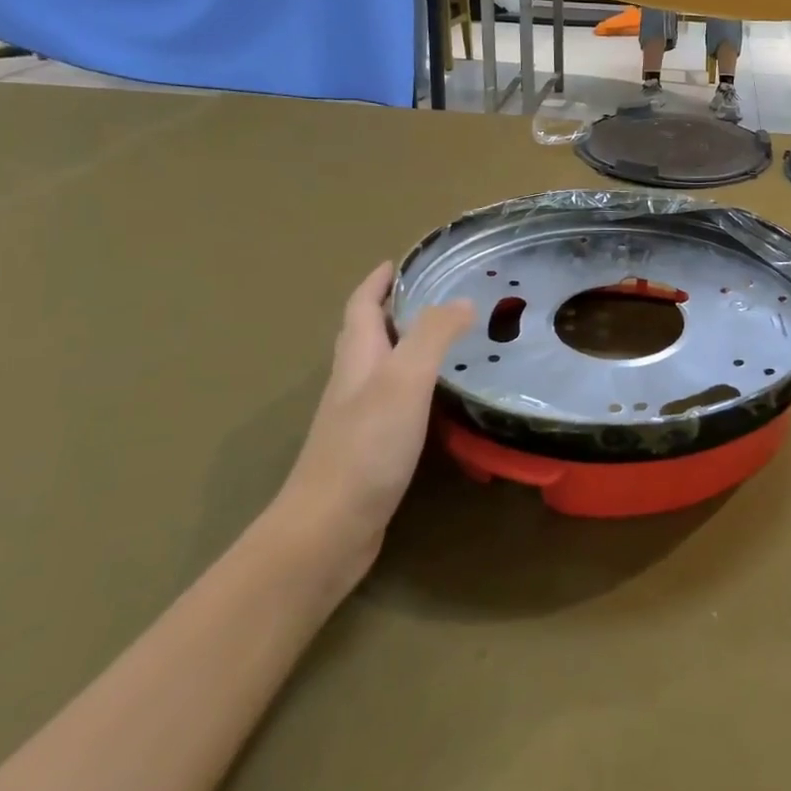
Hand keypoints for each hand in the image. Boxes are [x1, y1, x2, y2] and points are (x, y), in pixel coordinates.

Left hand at [270, 264, 472, 581]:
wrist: (328, 529)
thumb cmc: (366, 446)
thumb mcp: (404, 380)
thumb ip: (433, 336)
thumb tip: (462, 300)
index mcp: (357, 358)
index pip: (362, 307)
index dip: (377, 282)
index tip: (399, 262)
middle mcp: (353, 382)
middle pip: (368, 335)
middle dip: (392, 309)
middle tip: (434, 296)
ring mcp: (358, 419)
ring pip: (381, 369)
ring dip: (406, 347)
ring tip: (446, 339)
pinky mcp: (370, 450)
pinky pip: (394, 402)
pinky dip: (415, 387)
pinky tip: (438, 399)